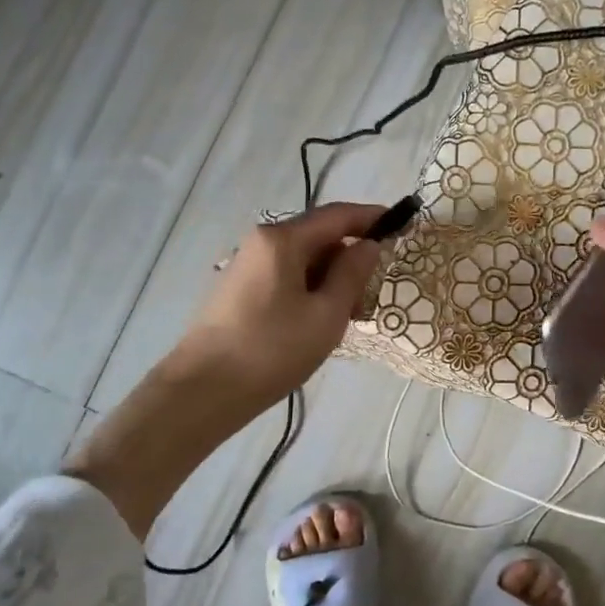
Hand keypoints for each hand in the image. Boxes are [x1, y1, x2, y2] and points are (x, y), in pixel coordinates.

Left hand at [166, 202, 384, 422]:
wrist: (204, 390)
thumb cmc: (272, 350)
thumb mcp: (326, 314)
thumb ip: (352, 274)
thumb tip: (369, 245)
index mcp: (282, 240)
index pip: (337, 215)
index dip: (371, 217)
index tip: (401, 224)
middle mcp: (261, 242)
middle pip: (317, 236)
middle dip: (350, 255)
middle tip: (375, 288)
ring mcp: (246, 265)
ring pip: (301, 259)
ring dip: (330, 277)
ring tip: (351, 313)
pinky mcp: (239, 290)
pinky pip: (285, 276)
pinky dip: (309, 288)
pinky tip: (320, 320)